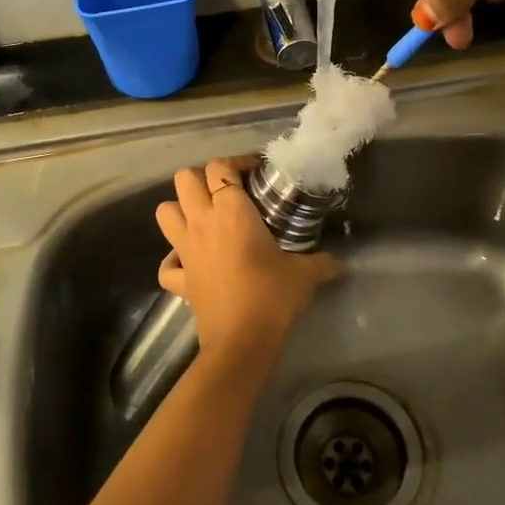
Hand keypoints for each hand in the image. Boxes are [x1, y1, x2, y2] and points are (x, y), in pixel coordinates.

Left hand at [154, 156, 340, 378]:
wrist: (242, 341)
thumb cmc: (272, 296)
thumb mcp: (305, 274)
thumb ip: (323, 262)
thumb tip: (340, 262)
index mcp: (231, 211)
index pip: (220, 167)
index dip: (236, 162)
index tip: (256, 174)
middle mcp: (202, 222)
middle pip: (184, 178)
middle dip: (202, 177)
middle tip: (227, 191)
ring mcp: (185, 250)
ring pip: (164, 211)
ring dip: (180, 208)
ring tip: (204, 217)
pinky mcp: (179, 280)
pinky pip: (166, 263)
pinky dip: (173, 259)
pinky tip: (189, 261)